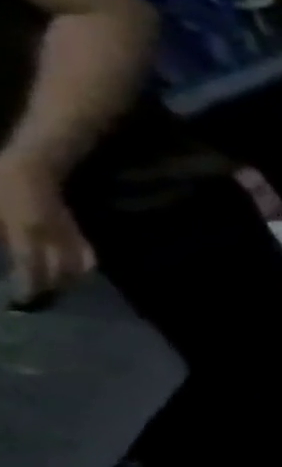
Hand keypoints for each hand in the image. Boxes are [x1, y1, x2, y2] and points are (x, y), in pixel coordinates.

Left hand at [0, 151, 93, 300]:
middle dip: (51, 287)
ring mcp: (69, 234)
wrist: (30, 167)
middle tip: (38, 299)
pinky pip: (87, 254)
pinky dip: (84, 267)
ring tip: (56, 289)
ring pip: (79, 266)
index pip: (31, 267)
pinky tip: (76, 273)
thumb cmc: (2, 185)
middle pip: (61, 271)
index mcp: (27, 232)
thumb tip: (9, 254)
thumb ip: (4, 235)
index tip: (24, 299)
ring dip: (69, 280)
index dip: (30, 285)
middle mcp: (54, 237)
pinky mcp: (76, 231)